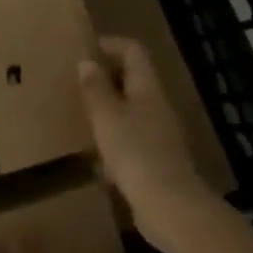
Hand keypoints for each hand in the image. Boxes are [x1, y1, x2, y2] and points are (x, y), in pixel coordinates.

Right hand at [79, 36, 208, 252]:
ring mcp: (161, 135)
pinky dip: (116, 139)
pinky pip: (134, 139)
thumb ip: (95, 88)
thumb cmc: (135, 152)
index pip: (133, 51)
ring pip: (133, 110)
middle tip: (80, 83)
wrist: (172, 208)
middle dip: (107, 78)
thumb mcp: (106, 116)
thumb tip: (87, 61)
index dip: (110, 44)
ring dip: (110, 109)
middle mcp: (157, 105)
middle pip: (134, 79)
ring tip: (85, 116)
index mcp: (147, 88)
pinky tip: (98, 156)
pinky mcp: (159, 162)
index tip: (86, 50)